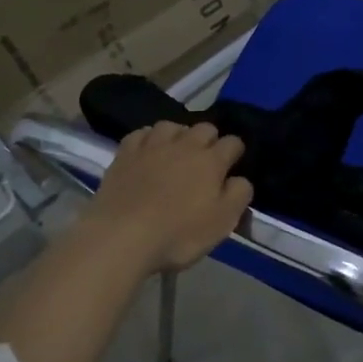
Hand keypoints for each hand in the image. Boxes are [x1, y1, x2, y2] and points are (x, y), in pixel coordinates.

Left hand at [82, 121, 253, 273]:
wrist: (122, 236)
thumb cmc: (179, 233)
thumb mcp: (223, 222)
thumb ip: (239, 195)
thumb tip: (240, 179)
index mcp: (211, 160)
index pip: (233, 143)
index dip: (236, 153)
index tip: (233, 166)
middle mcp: (184, 144)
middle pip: (204, 128)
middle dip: (210, 139)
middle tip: (206, 161)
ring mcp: (152, 146)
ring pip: (172, 125)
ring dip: (179, 134)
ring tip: (176, 151)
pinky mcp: (125, 153)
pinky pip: (141, 133)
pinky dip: (149, 138)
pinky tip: (148, 150)